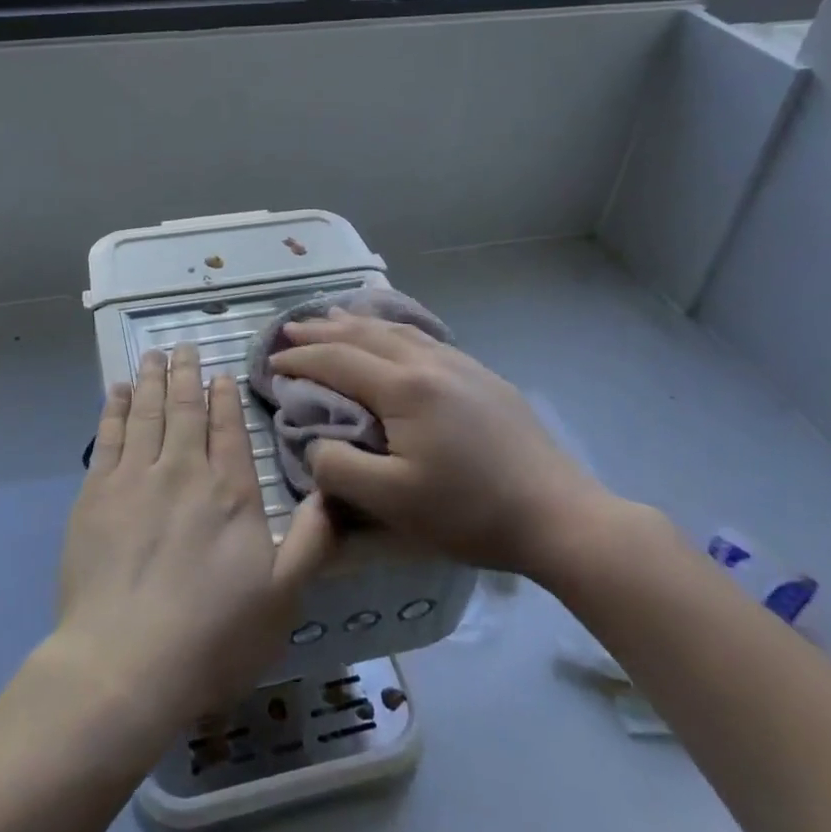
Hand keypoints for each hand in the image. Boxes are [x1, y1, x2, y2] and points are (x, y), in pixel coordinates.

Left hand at [51, 344, 334, 735]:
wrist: (126, 663)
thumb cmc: (212, 637)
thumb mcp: (283, 597)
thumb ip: (312, 540)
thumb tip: (333, 491)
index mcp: (230, 492)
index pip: (228, 428)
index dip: (224, 396)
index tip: (220, 374)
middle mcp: (183, 470)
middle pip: (185, 408)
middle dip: (185, 373)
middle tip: (183, 346)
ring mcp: (135, 477)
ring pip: (146, 411)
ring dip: (150, 379)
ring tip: (153, 355)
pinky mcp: (96, 493)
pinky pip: (108, 435)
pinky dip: (114, 408)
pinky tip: (116, 391)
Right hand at [269, 312, 615, 582]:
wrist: (559, 514)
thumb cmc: (471, 512)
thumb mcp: (393, 503)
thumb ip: (340, 468)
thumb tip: (314, 444)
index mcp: (403, 388)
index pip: (336, 361)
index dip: (300, 360)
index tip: (271, 365)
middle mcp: (428, 362)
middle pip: (364, 335)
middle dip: (322, 330)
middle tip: (290, 330)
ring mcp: (460, 364)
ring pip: (396, 330)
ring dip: (357, 323)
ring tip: (334, 317)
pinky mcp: (482, 376)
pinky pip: (423, 337)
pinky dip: (393, 330)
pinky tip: (394, 336)